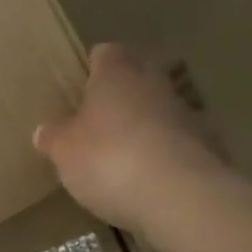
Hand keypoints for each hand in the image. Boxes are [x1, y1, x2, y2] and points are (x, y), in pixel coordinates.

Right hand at [34, 43, 225, 230]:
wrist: (181, 197)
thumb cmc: (109, 159)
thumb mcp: (64, 151)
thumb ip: (54, 137)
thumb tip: (45, 130)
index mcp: (117, 74)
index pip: (106, 53)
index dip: (93, 67)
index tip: (80, 86)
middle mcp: (154, 85)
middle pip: (138, 78)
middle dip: (121, 94)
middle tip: (97, 119)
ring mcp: (186, 116)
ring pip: (159, 110)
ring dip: (144, 126)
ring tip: (121, 154)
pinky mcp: (206, 148)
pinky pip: (177, 144)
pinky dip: (163, 155)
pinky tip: (147, 180)